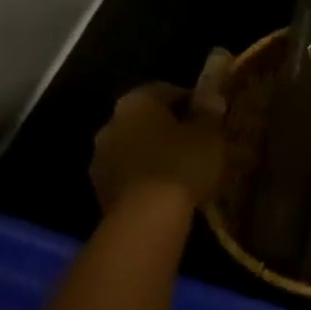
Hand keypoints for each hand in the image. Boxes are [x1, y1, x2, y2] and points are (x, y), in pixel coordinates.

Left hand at [90, 49, 232, 212]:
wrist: (145, 219)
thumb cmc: (181, 165)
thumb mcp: (208, 135)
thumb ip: (209, 112)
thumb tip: (210, 96)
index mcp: (136, 102)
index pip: (166, 90)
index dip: (190, 101)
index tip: (209, 115)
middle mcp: (112, 123)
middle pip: (146, 119)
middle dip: (169, 128)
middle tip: (196, 142)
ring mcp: (100, 158)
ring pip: (134, 148)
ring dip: (154, 153)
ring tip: (182, 169)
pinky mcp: (100, 190)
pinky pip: (129, 174)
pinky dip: (145, 177)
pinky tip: (166, 190)